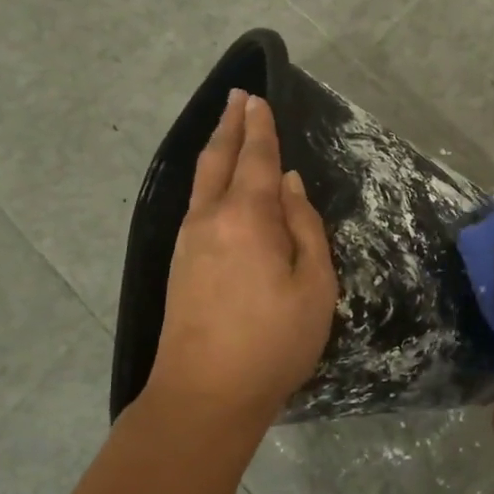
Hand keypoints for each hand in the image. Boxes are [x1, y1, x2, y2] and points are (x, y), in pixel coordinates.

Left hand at [144, 90, 336, 437]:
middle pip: (218, 160)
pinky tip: (216, 184)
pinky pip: (195, 203)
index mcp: (247, 218)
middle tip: (238, 98)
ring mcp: (188, 242)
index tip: (258, 100)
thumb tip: (289, 185)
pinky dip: (208, 179)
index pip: (256, 159)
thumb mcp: (314, 286)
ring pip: (201, 181)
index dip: (260, 129)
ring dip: (216, 150)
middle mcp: (210, 219)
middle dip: (230, 126)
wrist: (204, 395)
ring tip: (227, 130)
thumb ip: (304, 228)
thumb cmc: (273, 342)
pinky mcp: (179, 264)